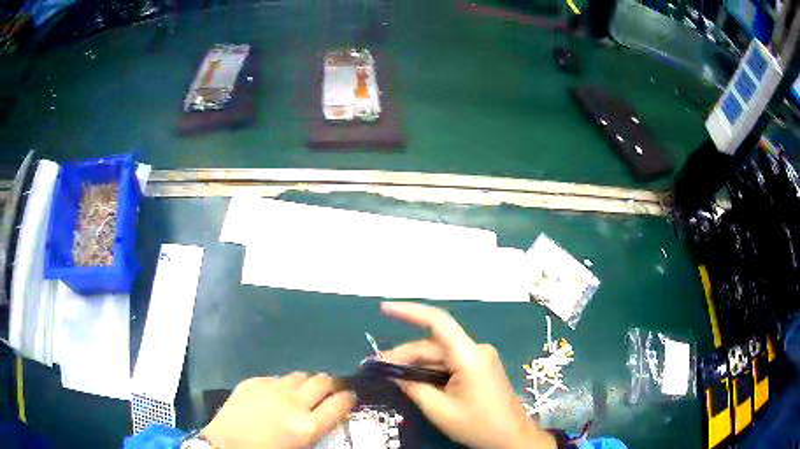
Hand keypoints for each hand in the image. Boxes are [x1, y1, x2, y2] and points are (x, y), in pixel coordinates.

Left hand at [202, 373, 355, 448]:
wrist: (226, 445)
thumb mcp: (301, 447)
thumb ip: (317, 429)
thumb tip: (328, 415)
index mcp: (307, 426)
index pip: (340, 403)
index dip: (349, 397)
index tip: (350, 397)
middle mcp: (293, 402)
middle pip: (324, 381)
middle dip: (334, 383)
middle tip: (334, 388)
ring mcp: (272, 388)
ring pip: (301, 374)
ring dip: (309, 382)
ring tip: (306, 390)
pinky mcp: (254, 381)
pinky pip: (277, 377)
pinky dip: (284, 384)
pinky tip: (277, 394)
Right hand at [381, 302, 555, 448]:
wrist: (511, 437)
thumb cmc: (478, 426)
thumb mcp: (439, 410)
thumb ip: (413, 387)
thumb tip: (392, 372)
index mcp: (470, 356)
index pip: (438, 322)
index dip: (409, 311)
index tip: (384, 309)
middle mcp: (476, 350)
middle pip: (433, 344)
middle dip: (405, 354)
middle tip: (378, 366)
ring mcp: (480, 358)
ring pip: (440, 354)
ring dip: (416, 363)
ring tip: (391, 374)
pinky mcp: (479, 367)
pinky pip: (449, 362)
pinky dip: (430, 369)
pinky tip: (414, 379)